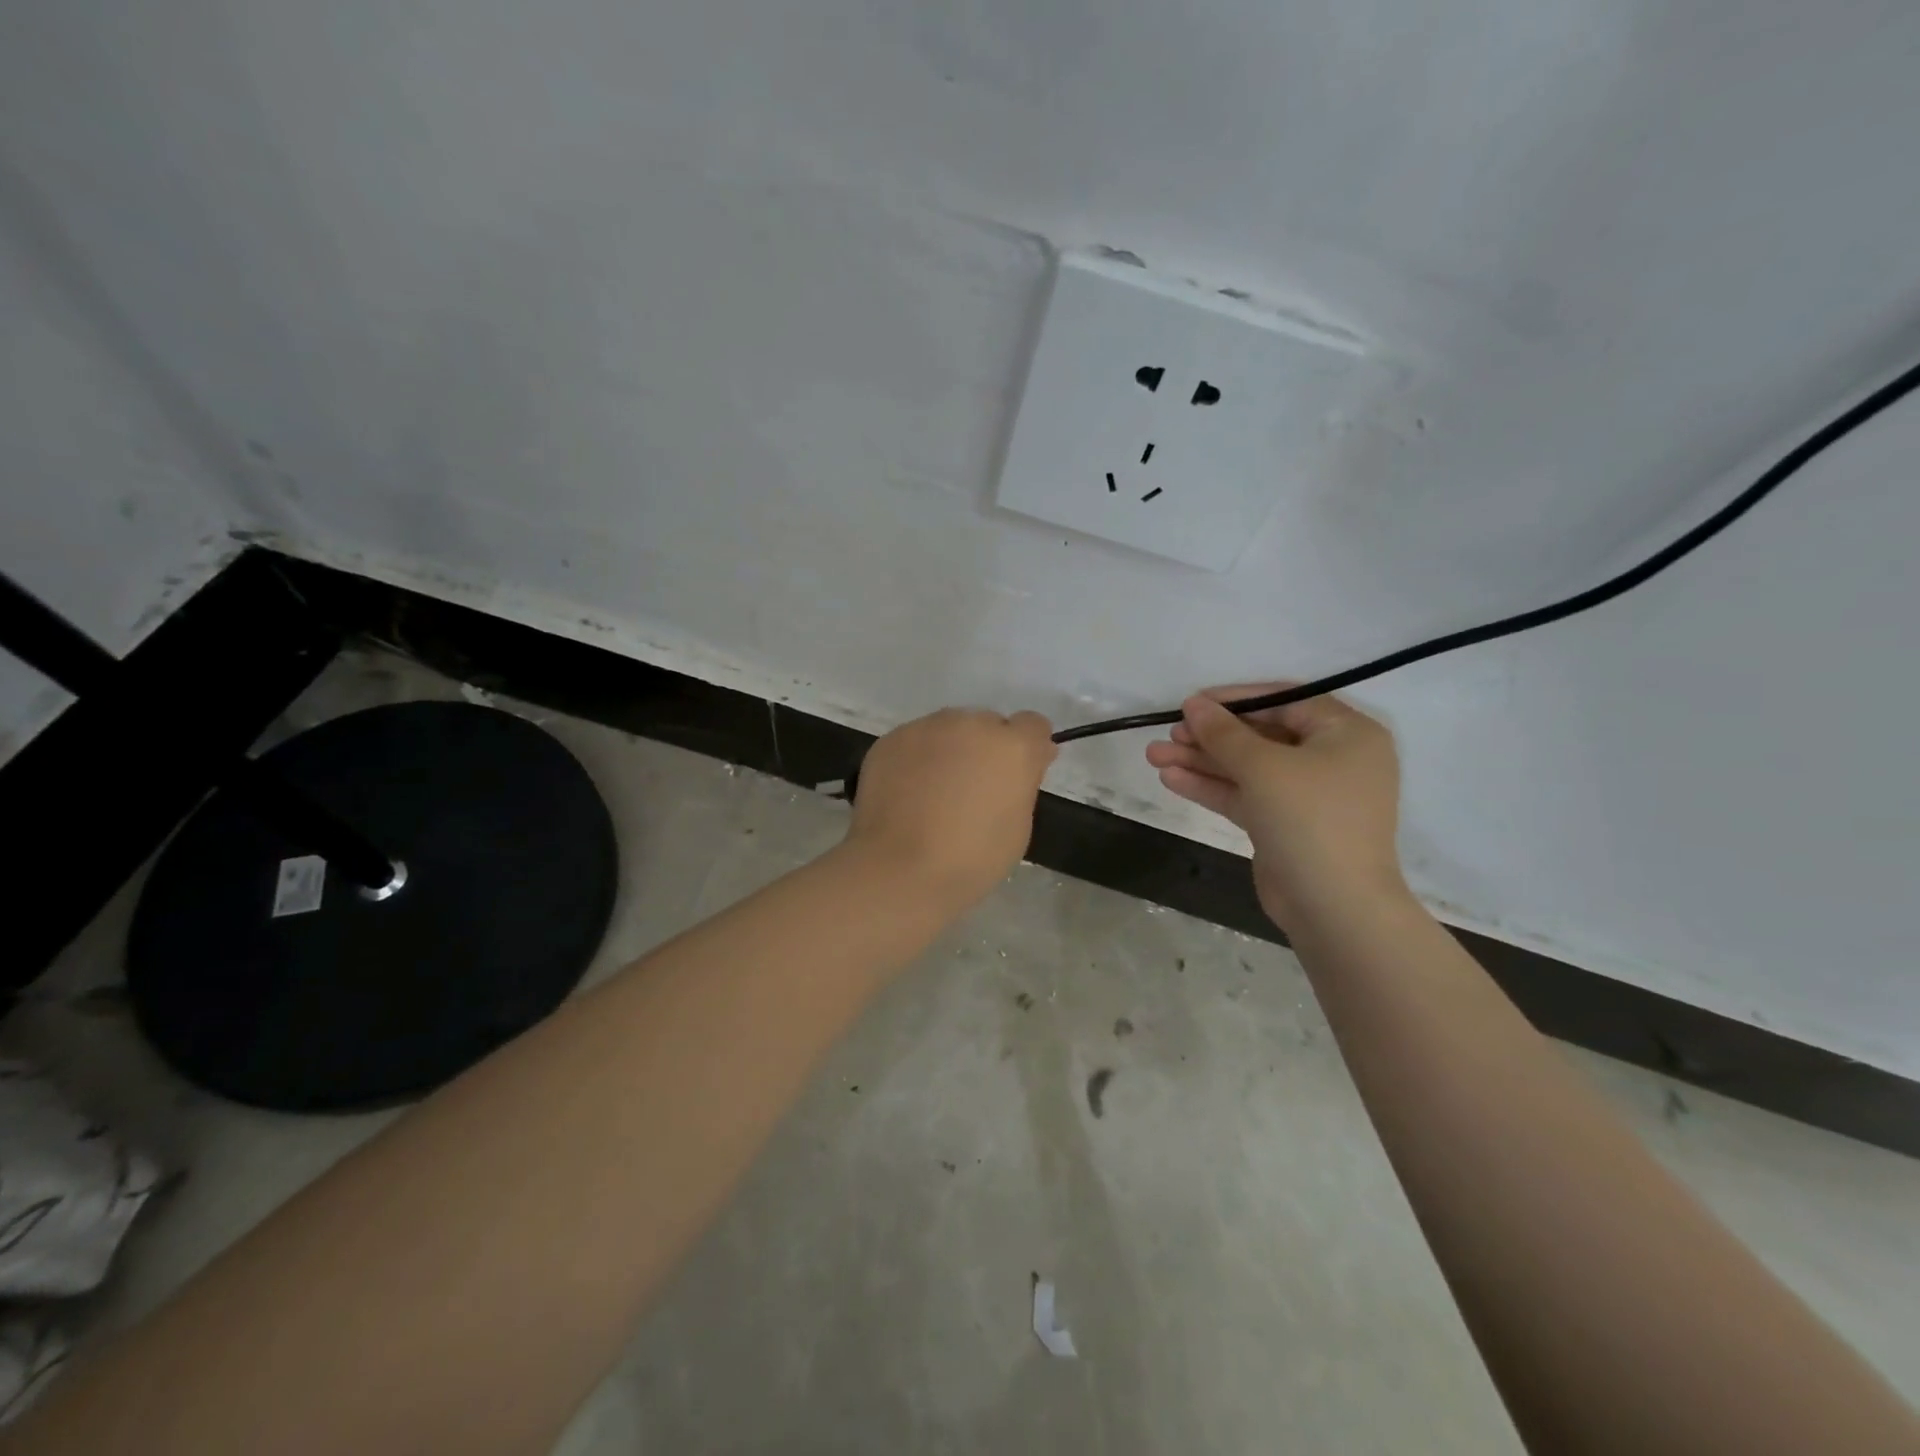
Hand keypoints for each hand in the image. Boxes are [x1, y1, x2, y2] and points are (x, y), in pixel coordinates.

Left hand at [848, 708, 1057, 910]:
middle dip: (986, 749)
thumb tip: (1024, 764)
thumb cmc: (971, 859)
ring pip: (948, 730)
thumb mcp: (1018, 827)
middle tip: (972, 790)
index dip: (1028, 749)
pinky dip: (916, 760)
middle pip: (987, 725)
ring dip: (949, 751)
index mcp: (1012, 746)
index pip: (1033, 725)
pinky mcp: (891, 740)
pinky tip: (907, 794)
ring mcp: (926, 728)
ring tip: (934, 793)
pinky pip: (914, 742)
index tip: (1018, 775)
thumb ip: (1022, 784)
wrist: (898, 869)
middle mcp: (971, 724)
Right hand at [1145, 684, 1404, 929]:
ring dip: (1202, 761)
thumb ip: (1223, 732)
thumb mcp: (1262, 767)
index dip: (1234, 699)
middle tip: (1168, 734)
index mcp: (1345, 733)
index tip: (1191, 703)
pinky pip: (1246, 795)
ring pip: (1248, 768)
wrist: (1334, 907)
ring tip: (1153, 756)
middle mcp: (1331, 759)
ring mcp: (1308, 795)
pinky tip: (1171, 779)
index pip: (1284, 701)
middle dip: (1210, 736)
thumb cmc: (1309, 819)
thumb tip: (1193, 703)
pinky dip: (1212, 786)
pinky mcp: (1286, 824)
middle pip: (1261, 735)